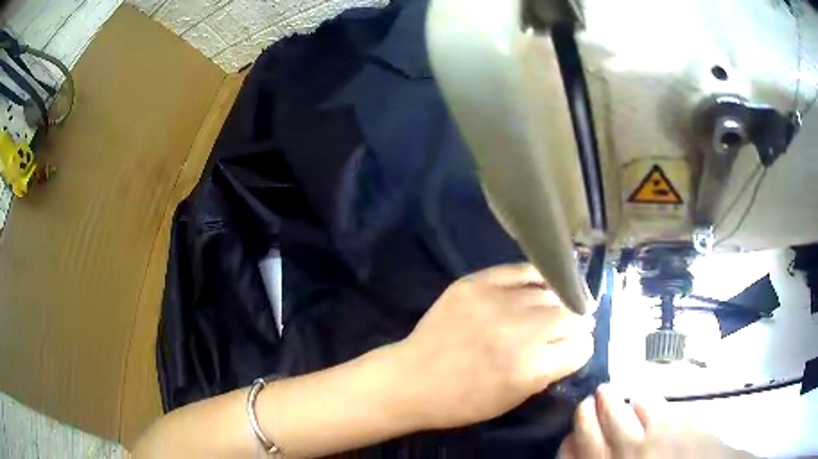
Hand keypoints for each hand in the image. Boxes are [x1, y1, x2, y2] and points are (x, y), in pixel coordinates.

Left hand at [393, 263, 594, 429]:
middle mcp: (522, 331)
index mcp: (532, 368)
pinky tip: (537, 287)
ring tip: (551, 308)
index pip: (581, 347)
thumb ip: (549, 371)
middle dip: (576, 323)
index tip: (575, 347)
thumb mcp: (514, 398)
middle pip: (572, 316)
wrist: (414, 379)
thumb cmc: (463, 401)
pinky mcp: (477, 283)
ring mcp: (498, 302)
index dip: (580, 347)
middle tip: (570, 325)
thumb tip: (572, 345)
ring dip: (556, 302)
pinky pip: (521, 271)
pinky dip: (535, 279)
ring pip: (551, 292)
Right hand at [560, 384, 752, 458]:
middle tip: (590, 401)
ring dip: (609, 399)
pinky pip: (648, 405)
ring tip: (608, 392)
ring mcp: (646, 439)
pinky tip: (640, 398)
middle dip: (586, 412)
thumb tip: (586, 453)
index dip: (568, 442)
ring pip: (616, 411)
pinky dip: (640, 400)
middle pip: (589, 427)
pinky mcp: (672, 422)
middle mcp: (621, 455)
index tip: (570, 435)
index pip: (573, 455)